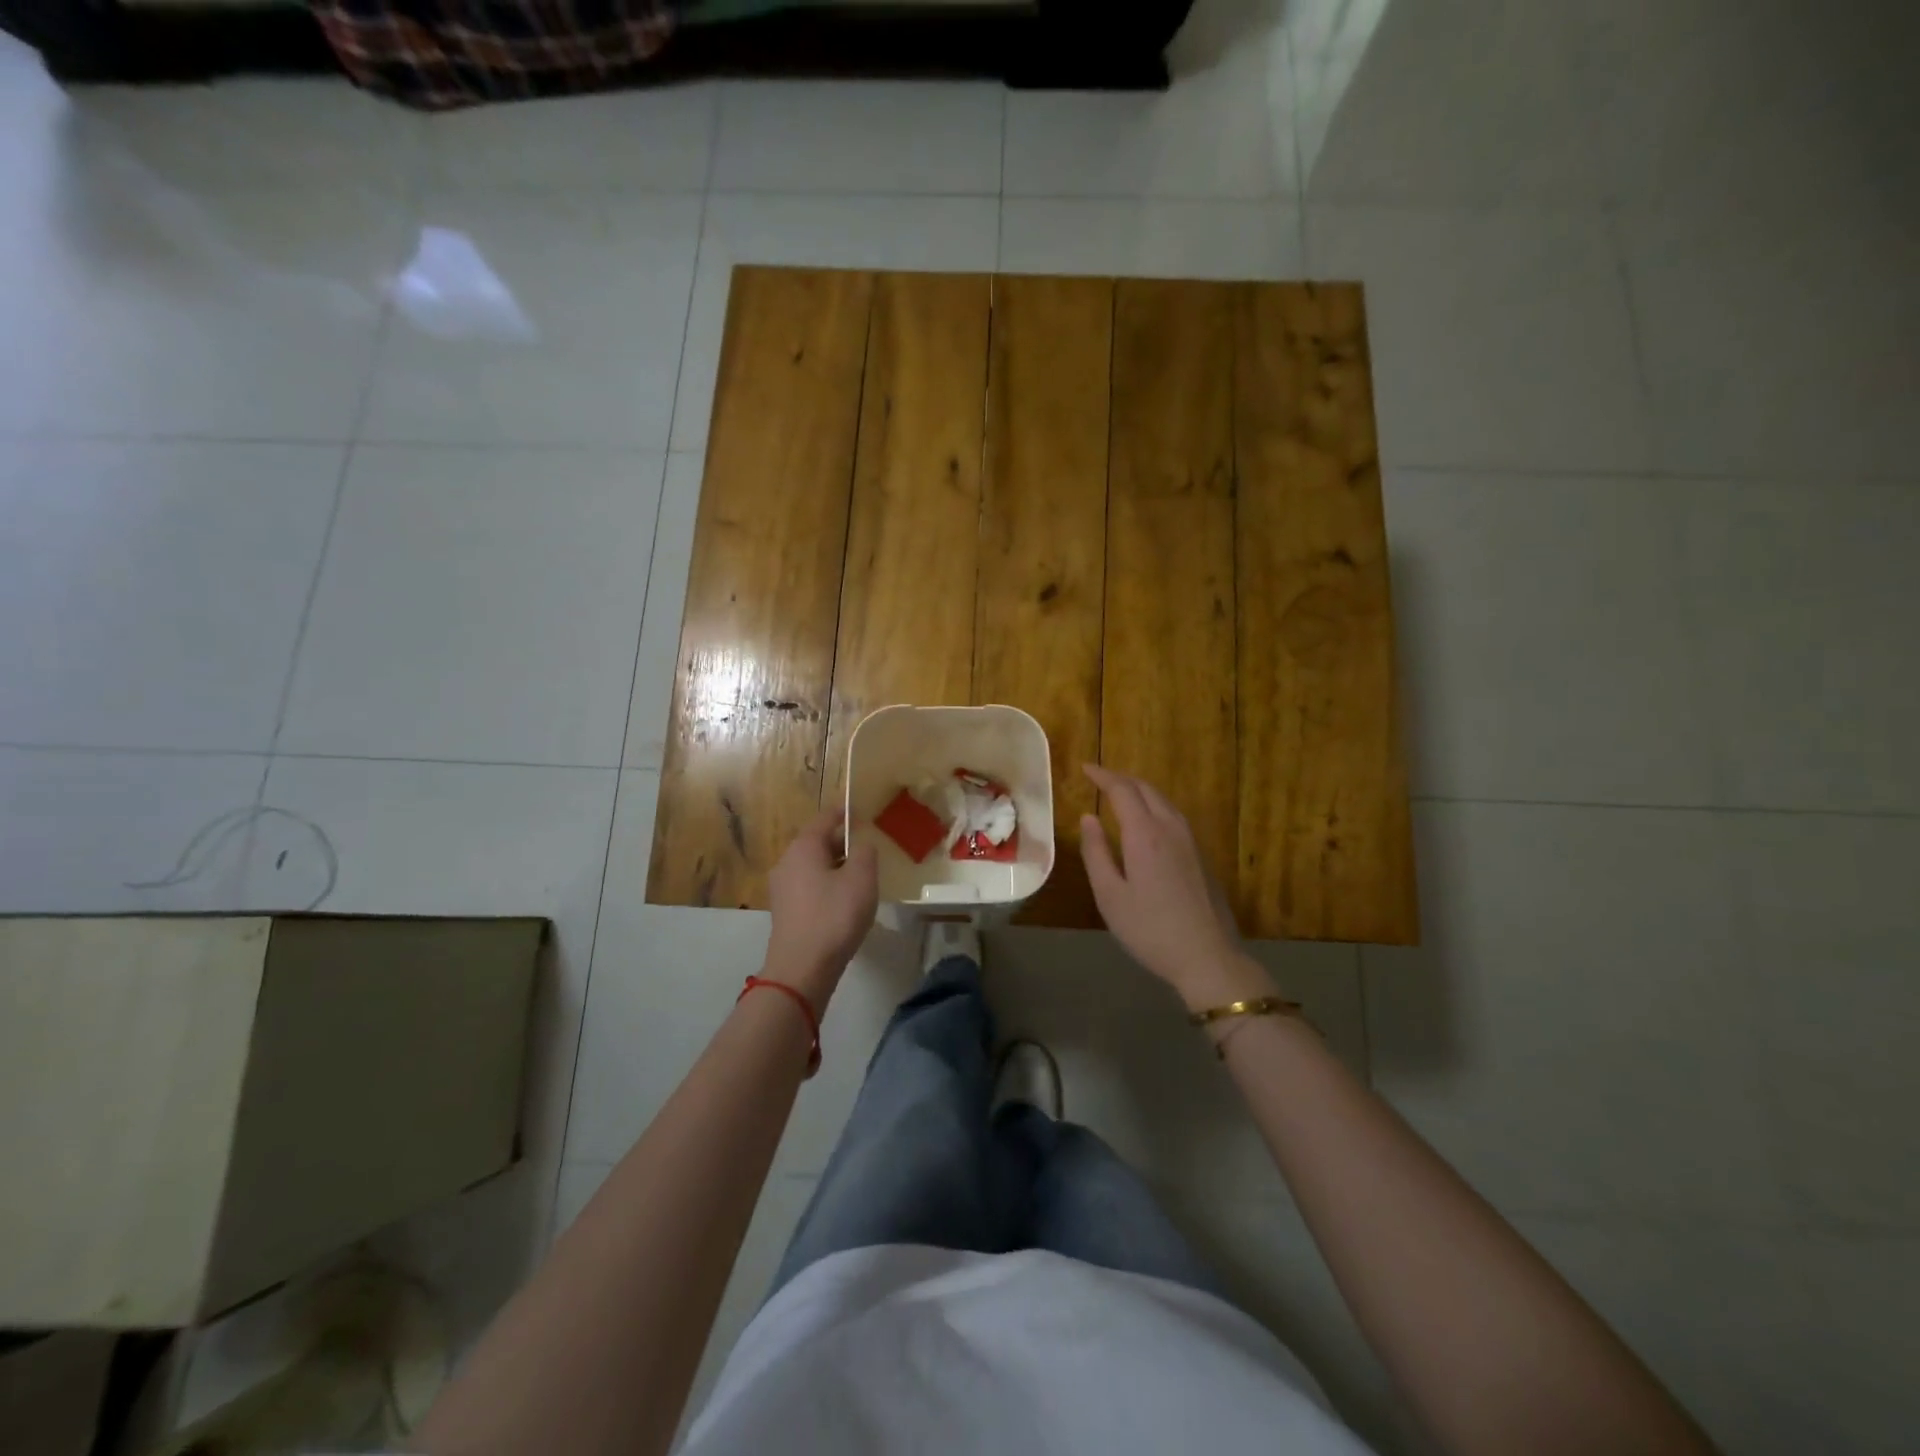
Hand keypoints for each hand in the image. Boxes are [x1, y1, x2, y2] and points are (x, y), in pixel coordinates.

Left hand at [764, 808, 878, 1009]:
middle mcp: (787, 861)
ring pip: (814, 866)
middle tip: (868, 845)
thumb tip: (861, 844)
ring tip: (861, 874)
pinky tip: (845, 899)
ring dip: (836, 865)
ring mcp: (782, 888)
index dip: (844, 812)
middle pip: (818, 842)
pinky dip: (828, 884)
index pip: (825, 818)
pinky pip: (810, 886)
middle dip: (842, 841)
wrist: (802, 968)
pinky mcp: (786, 911)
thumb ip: (865, 852)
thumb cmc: (834, 916)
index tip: (861, 810)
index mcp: (804, 847)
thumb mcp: (861, 878)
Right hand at [1079, 765, 1270, 1010]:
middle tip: (1099, 779)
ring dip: (1140, 790)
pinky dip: (1154, 805)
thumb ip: (1096, 852)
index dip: (1102, 776)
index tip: (1085, 768)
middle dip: (1121, 779)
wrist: (1208, 957)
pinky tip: (1147, 821)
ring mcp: (1191, 841)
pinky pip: (1174, 815)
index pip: (1122, 790)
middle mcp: (1170, 828)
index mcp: (1145, 834)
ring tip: (1120, 795)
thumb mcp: (1110, 895)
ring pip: (1163, 801)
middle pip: (1146, 789)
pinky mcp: (1201, 856)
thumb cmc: (1150, 929)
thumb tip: (1088, 818)